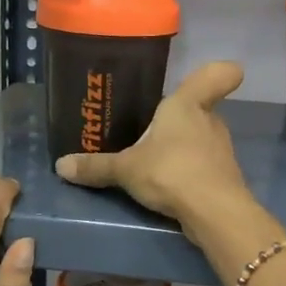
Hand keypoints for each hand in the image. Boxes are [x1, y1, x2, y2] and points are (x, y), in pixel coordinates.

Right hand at [54, 62, 253, 237]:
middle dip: (180, 120)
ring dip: (184, 148)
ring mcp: (221, 150)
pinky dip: (191, 173)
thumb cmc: (171, 171)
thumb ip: (96, 166)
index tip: (224, 74)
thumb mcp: (126, 169)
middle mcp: (210, 121)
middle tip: (153, 130)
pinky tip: (169, 186)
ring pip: (202, 139)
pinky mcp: (224, 177)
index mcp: (187, 104)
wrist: (213, 212)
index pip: (217, 75)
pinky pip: (204, 166)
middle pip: (200, 110)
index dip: (221, 73)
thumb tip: (60, 165)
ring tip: (155, 162)